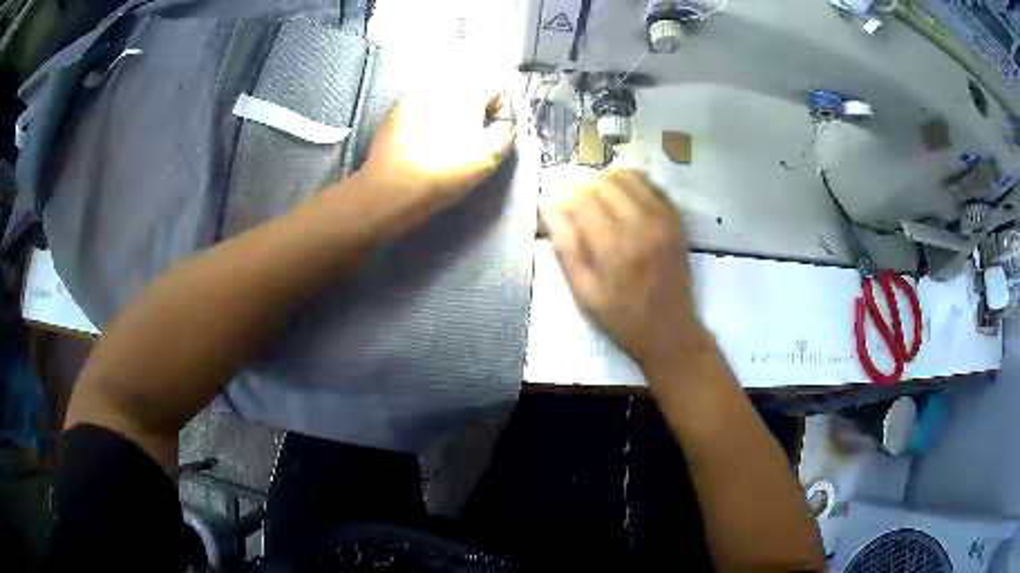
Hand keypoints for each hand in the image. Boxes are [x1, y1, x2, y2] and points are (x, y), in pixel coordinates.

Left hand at [352, 88, 514, 231]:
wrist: (390, 189)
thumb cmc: (445, 171)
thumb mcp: (490, 156)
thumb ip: (506, 130)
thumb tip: (502, 121)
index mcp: (466, 88)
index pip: (499, 82)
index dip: (502, 108)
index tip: (495, 131)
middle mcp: (439, 81)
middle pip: (472, 84)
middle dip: (477, 107)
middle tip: (473, 136)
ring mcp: (413, 92)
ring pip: (447, 93)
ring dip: (454, 111)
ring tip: (449, 140)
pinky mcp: (395, 108)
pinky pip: (424, 104)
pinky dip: (432, 116)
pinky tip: (427, 140)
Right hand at [541, 170, 707, 373]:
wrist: (670, 331)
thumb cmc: (622, 318)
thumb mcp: (584, 292)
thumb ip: (566, 248)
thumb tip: (549, 209)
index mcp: (613, 246)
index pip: (582, 200)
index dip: (566, 199)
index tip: (559, 208)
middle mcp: (640, 224)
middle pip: (604, 183)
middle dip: (584, 189)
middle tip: (577, 206)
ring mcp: (662, 218)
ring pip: (627, 177)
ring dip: (607, 182)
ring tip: (599, 200)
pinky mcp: (675, 219)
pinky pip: (651, 184)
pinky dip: (632, 184)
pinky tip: (623, 198)